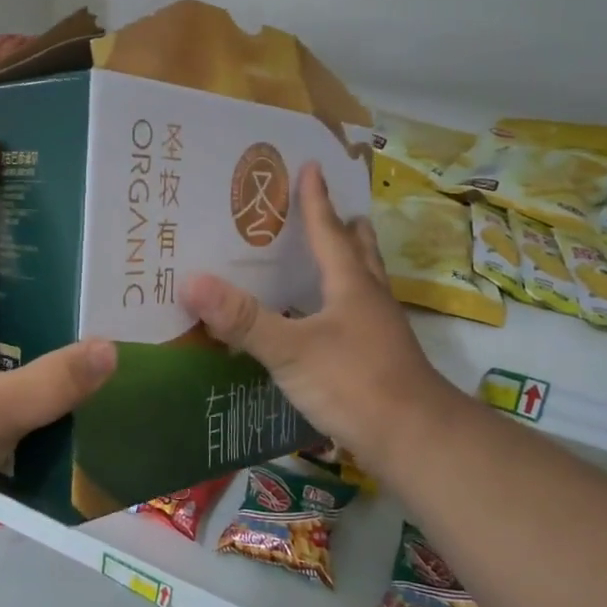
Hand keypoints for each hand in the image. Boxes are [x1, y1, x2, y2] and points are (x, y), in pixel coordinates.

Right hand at [182, 164, 466, 472]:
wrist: (415, 440)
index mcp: (351, 285)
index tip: (311, 166)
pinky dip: (341, 304)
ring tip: (330, 256)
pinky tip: (324, 320)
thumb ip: (243, 320)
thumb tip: (191, 281)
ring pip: (364, 284)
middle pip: (359, 252)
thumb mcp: (292, 350)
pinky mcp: (380, 359)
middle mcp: (369, 299)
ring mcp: (380, 331)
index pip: (329, 231)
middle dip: (344, 228)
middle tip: (330, 209)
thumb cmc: (355, 383)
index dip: (316, 200)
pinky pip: (358, 316)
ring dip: (349, 264)